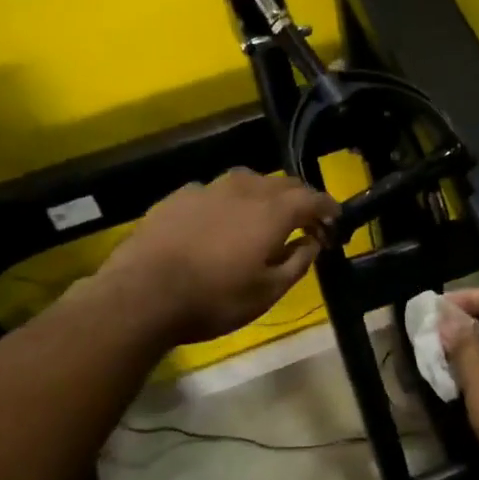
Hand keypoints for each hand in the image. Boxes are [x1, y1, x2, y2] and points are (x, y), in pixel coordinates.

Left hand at [102, 170, 338, 345]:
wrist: (143, 294)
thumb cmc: (214, 299)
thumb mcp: (267, 292)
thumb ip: (297, 262)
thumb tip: (312, 242)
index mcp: (272, 212)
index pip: (312, 198)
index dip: (328, 208)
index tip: (335, 222)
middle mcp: (243, 190)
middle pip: (282, 183)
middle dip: (300, 199)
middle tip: (305, 222)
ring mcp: (207, 189)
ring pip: (247, 181)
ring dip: (264, 195)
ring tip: (263, 216)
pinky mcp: (177, 197)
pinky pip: (214, 191)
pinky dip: (228, 202)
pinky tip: (219, 222)